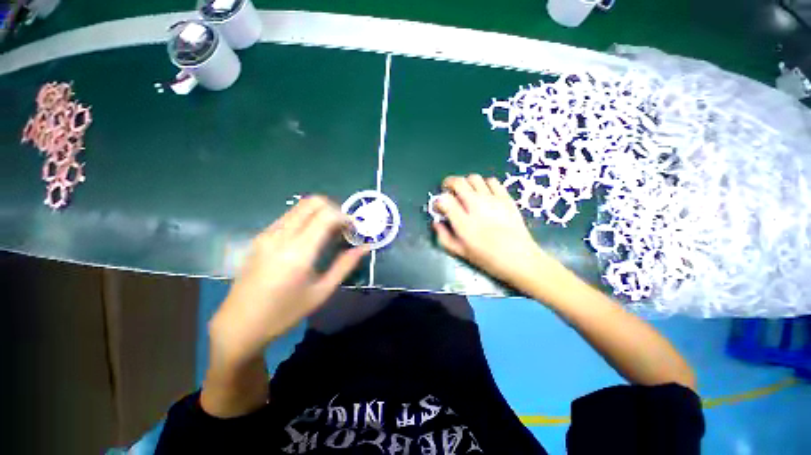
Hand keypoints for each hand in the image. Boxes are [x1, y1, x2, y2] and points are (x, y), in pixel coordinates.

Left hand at [210, 196, 368, 367]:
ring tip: (330, 234)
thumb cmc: (285, 313)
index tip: (354, 231)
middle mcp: (281, 235)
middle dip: (335, 210)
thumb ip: (346, 265)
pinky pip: (290, 216)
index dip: (345, 218)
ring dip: (321, 213)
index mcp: (298, 252)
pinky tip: (311, 238)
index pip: (326, 215)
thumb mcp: (322, 291)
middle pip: (313, 202)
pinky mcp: (261, 236)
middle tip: (343, 229)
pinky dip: (307, 218)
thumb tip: (366, 247)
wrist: (240, 324)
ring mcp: (268, 233)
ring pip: (300, 206)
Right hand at [433, 174, 547, 284]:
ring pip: (474, 178)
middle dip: (448, 184)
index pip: (444, 199)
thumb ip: (444, 236)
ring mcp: (493, 199)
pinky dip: (483, 184)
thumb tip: (436, 223)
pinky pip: (492, 181)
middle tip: (448, 193)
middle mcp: (476, 206)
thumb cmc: (487, 258)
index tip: (439, 208)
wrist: (520, 259)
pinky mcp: (506, 198)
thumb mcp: (460, 252)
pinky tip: (484, 194)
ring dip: (466, 184)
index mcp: (463, 222)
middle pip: (458, 182)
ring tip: (466, 193)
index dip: (438, 201)